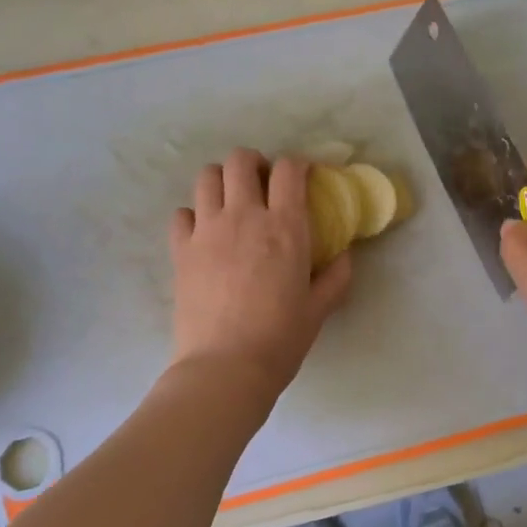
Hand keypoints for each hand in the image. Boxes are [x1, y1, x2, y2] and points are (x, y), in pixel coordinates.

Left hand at [168, 149, 351, 392]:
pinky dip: (193, 215)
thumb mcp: (319, 309)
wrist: (226, 367)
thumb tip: (345, 256)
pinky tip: (204, 233)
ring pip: (207, 177)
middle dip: (254, 163)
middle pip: (241, 160)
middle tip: (262, 184)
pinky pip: (181, 214)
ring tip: (231, 201)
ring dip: (222, 180)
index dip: (298, 165)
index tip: (303, 177)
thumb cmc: (280, 339)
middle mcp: (244, 217)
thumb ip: (336, 277)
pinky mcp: (181, 250)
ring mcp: (207, 231)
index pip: (290, 170)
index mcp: (285, 227)